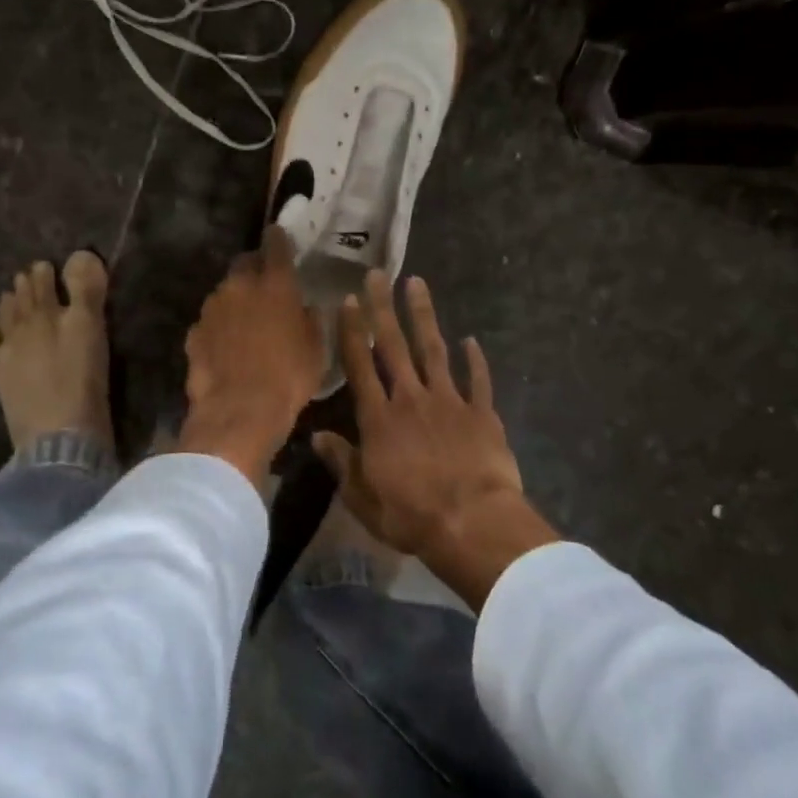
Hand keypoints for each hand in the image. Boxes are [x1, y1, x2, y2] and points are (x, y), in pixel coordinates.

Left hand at [178, 226, 324, 488]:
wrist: (239, 412)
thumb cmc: (288, 377)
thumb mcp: (316, 349)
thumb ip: (311, 319)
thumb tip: (307, 307)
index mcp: (275, 285)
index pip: (275, 245)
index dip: (278, 238)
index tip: (279, 234)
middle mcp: (240, 286)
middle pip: (244, 263)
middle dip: (254, 267)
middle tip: (266, 284)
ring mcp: (212, 308)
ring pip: (225, 292)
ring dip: (236, 300)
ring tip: (246, 323)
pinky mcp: (194, 332)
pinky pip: (210, 321)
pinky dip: (219, 327)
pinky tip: (227, 347)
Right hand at [314, 271, 557, 607]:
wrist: (473, 523)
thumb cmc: (411, 515)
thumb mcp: (363, 497)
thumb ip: (341, 463)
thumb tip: (316, 436)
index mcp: (379, 418)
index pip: (360, 365)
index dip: (352, 331)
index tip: (348, 300)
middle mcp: (411, 399)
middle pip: (394, 345)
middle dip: (383, 308)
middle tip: (378, 274)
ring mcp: (449, 402)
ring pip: (433, 350)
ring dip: (424, 316)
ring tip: (417, 283)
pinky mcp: (481, 414)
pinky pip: (477, 380)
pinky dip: (474, 360)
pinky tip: (471, 340)